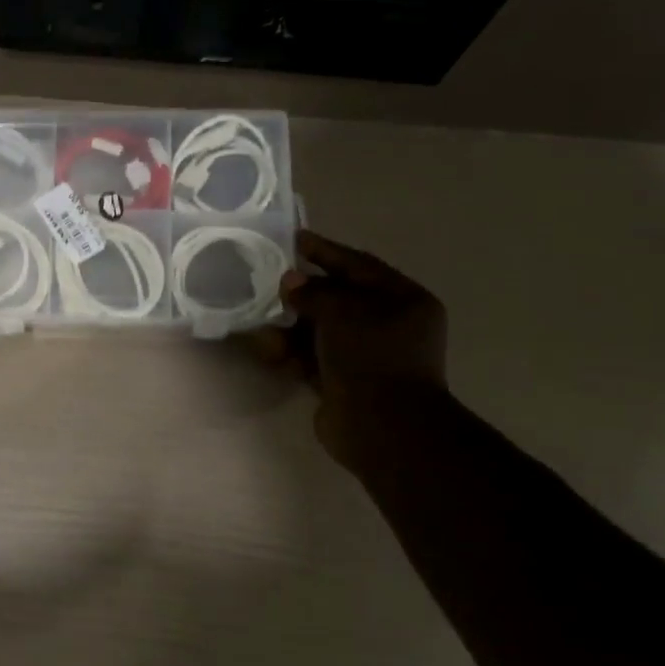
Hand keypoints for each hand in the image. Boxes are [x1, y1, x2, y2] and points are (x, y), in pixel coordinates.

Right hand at [251, 229, 448, 471]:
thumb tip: (291, 281)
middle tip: (267, 280)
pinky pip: (311, 358)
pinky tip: (267, 349)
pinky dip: (290, 353)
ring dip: (290, 325)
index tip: (294, 238)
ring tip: (261, 320)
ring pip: (320, 330)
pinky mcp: (343, 381)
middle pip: (338, 298)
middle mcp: (388, 325)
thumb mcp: (344, 311)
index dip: (326, 251)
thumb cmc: (372, 357)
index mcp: (403, 300)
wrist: (381, 427)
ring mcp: (365, 356)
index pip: (359, 266)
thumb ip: (314, 292)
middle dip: (302, 291)